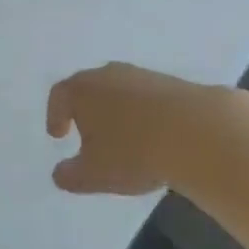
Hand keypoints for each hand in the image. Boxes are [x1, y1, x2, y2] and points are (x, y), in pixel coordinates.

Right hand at [46, 62, 222, 194]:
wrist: (194, 131)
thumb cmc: (133, 151)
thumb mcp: (95, 174)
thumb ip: (71, 175)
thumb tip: (58, 173)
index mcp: (82, 89)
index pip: (59, 95)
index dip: (54, 115)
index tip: (57, 135)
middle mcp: (106, 74)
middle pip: (88, 88)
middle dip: (85, 112)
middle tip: (87, 136)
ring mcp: (139, 75)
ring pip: (117, 91)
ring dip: (115, 112)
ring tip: (122, 140)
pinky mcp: (168, 82)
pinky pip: (144, 97)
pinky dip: (140, 113)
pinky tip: (150, 136)